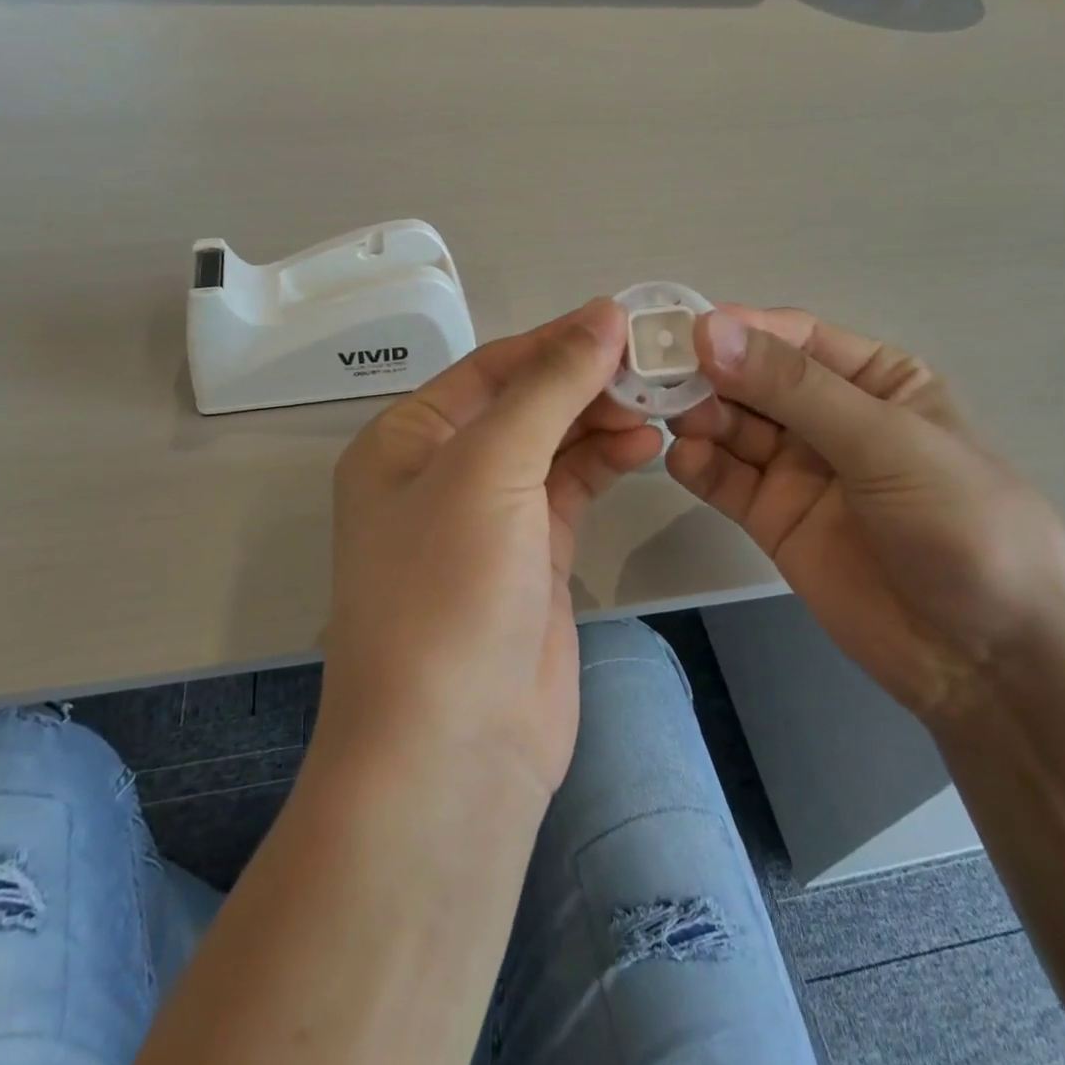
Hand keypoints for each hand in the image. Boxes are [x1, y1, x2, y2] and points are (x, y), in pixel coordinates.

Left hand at [323, 299, 663, 801]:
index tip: (624, 320)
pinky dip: (604, 463)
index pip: (490, 369)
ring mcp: (489, 518)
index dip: (555, 341)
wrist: (453, 749)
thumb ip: (549, 388)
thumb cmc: (448, 590)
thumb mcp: (490, 468)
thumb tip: (603, 315)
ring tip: (658, 403)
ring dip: (600, 420)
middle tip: (655, 364)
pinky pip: (570, 490)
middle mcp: (441, 472)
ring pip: (552, 446)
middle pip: (523, 404)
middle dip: (584, 382)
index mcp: (406, 440)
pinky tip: (644, 444)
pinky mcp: (532, 558)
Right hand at [667, 307, 1064, 723]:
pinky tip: (683, 459)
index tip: (682, 329)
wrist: (988, 662)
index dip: (739, 329)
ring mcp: (797, 469)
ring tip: (672, 419)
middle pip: (752, 380)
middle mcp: (829, 416)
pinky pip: (724, 479)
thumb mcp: (886, 443)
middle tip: (659, 377)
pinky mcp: (771, 517)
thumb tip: (710, 329)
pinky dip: (698, 464)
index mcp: (874, 380)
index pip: (793, 338)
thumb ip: (794, 388)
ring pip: (731, 426)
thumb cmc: (961, 527)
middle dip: (709, 375)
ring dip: (698, 416)